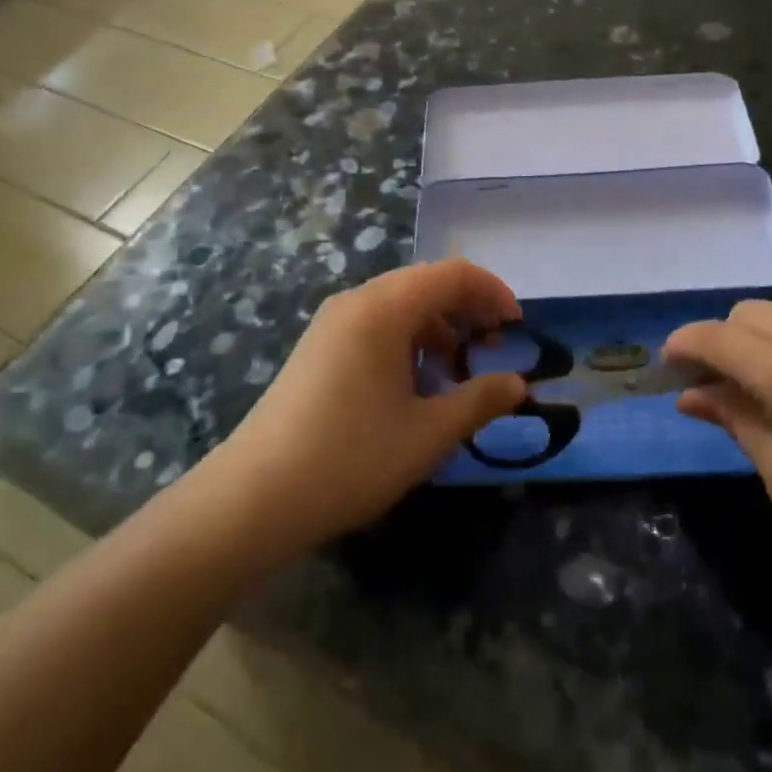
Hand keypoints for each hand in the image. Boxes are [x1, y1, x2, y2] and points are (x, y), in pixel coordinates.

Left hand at [204, 260, 527, 562]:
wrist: (253, 497)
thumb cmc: (350, 458)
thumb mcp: (427, 434)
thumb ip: (479, 401)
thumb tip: (518, 385)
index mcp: (384, 307)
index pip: (453, 274)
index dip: (492, 292)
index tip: (517, 327)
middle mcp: (357, 301)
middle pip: (426, 284)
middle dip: (467, 310)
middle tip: (494, 348)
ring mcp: (332, 322)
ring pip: (401, 305)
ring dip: (438, 327)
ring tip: (456, 373)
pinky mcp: (319, 346)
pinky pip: (376, 325)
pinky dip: (408, 341)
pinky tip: (414, 385)